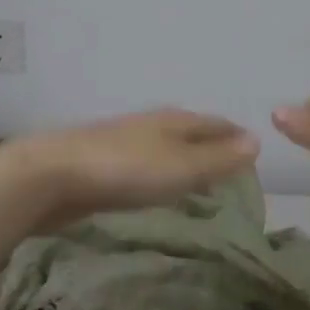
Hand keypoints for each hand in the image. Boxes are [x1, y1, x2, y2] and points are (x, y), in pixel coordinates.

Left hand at [0, 109, 259, 231]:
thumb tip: (257, 140)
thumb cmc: (125, 170)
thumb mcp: (181, 168)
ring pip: (166, 148)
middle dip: (212, 145)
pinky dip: (161, 174)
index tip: (254, 150)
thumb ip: (218, 159)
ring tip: (201, 179)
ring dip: (185, 160)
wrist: (52, 175)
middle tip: (233, 168)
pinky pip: (145, 165)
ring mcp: (125, 142)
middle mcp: (152, 125)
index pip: (215, 124)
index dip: (235, 136)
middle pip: (190, 132)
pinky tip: (157, 188)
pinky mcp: (103, 164)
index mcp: (174, 121)